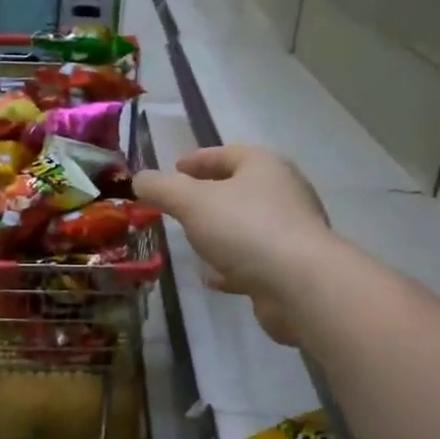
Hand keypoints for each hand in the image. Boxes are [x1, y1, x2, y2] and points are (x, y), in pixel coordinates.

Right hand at [133, 145, 329, 346]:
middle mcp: (283, 192)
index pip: (226, 153)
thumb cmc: (245, 229)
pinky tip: (213, 278)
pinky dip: (233, 265)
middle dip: (209, 196)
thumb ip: (162, 188)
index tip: (175, 167)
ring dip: (221, 232)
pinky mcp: (292, 266)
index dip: (197, 159)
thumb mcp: (192, 202)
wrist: (300, 284)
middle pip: (239, 188)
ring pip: (247, 225)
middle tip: (180, 205)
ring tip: (194, 241)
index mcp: (263, 166)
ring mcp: (291, 231)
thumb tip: (140, 178)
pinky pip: (255, 259)